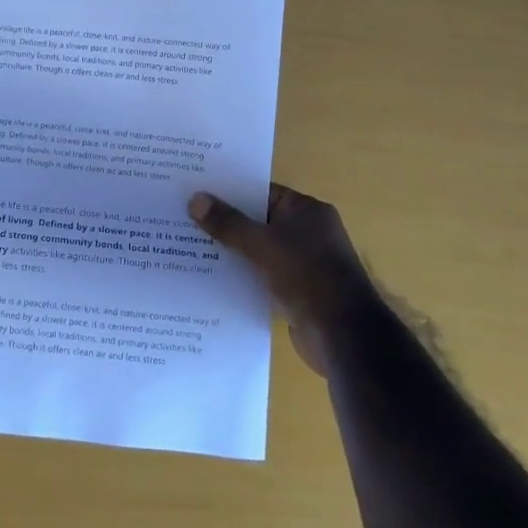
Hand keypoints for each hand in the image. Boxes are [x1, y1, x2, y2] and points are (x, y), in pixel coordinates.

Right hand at [188, 184, 369, 376]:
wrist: (343, 336)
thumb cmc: (306, 276)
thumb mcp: (261, 244)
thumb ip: (227, 223)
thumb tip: (195, 199)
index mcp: (306, 211)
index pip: (261, 192)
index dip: (229, 192)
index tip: (196, 191)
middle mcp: (307, 232)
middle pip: (257, 220)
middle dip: (225, 222)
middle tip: (184, 218)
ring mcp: (303, 263)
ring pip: (257, 249)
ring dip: (230, 251)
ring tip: (188, 246)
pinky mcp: (296, 290)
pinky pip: (261, 274)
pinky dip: (241, 274)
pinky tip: (210, 277)